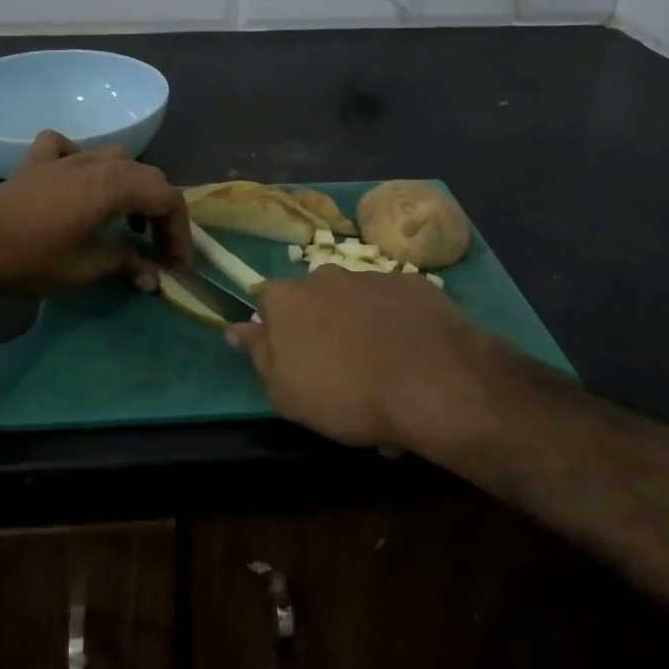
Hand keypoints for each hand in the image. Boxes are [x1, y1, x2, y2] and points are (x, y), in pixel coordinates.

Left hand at [0, 131, 191, 299]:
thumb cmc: (32, 258)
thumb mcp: (86, 268)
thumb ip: (126, 265)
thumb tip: (153, 278)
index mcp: (115, 186)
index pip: (167, 198)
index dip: (179, 230)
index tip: (177, 262)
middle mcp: (97, 164)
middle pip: (147, 176)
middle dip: (160, 210)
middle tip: (157, 246)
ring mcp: (65, 158)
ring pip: (114, 156)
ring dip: (130, 184)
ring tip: (126, 217)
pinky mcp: (37, 162)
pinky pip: (66, 147)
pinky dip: (80, 158)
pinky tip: (75, 179)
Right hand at [225, 267, 499, 447]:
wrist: (432, 381)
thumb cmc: (344, 392)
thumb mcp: (284, 391)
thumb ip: (258, 354)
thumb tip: (236, 328)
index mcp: (287, 298)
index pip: (267, 304)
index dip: (278, 334)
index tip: (294, 364)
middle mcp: (326, 276)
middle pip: (315, 302)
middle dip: (322, 330)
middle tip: (340, 376)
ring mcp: (373, 276)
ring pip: (357, 305)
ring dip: (362, 331)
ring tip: (384, 378)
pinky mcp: (415, 285)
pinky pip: (396, 307)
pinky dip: (399, 328)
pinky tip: (413, 362)